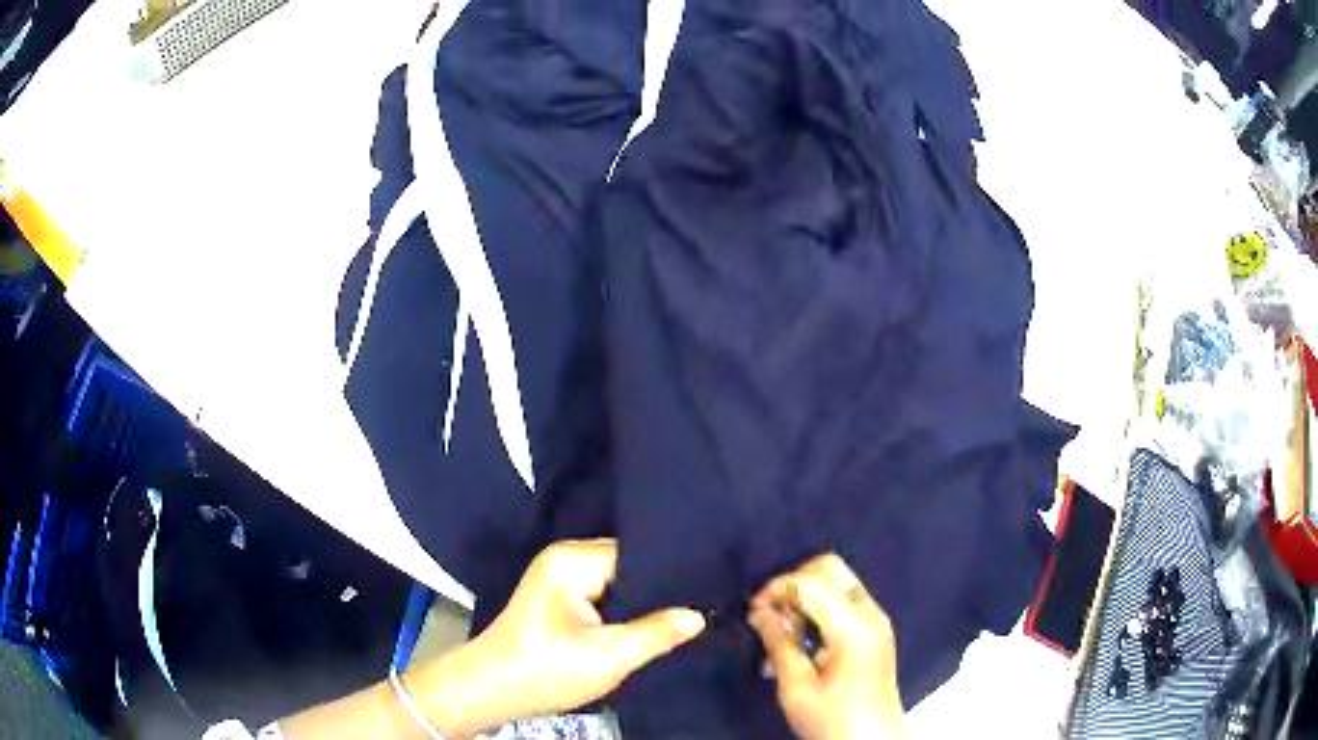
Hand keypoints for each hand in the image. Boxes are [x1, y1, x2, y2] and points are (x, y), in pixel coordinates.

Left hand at [411, 539, 705, 737]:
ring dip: (639, 604)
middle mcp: (564, 559)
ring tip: (683, 614)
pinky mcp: (557, 601)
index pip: (636, 554)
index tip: (707, 587)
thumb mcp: (609, 656)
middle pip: (627, 567)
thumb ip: (657, 633)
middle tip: (702, 604)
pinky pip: (603, 598)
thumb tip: (698, 615)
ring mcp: (558, 580)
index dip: (671, 573)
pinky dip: (621, 613)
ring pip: (616, 585)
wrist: (492, 691)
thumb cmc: (546, 669)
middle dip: (658, 590)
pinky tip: (647, 625)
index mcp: (572, 560)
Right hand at [749, 554, 903, 739]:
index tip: (752, 611)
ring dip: (806, 593)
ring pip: (838, 580)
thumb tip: (759, 612)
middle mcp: (871, 612)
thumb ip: (779, 643)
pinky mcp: (875, 629)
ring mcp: (877, 619)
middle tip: (769, 612)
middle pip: (830, 568)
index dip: (776, 589)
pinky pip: (844, 598)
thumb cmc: (832, 720)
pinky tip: (802, 634)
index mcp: (854, 627)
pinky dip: (819, 605)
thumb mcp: (796, 687)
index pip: (810, 583)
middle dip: (793, 582)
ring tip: (782, 627)